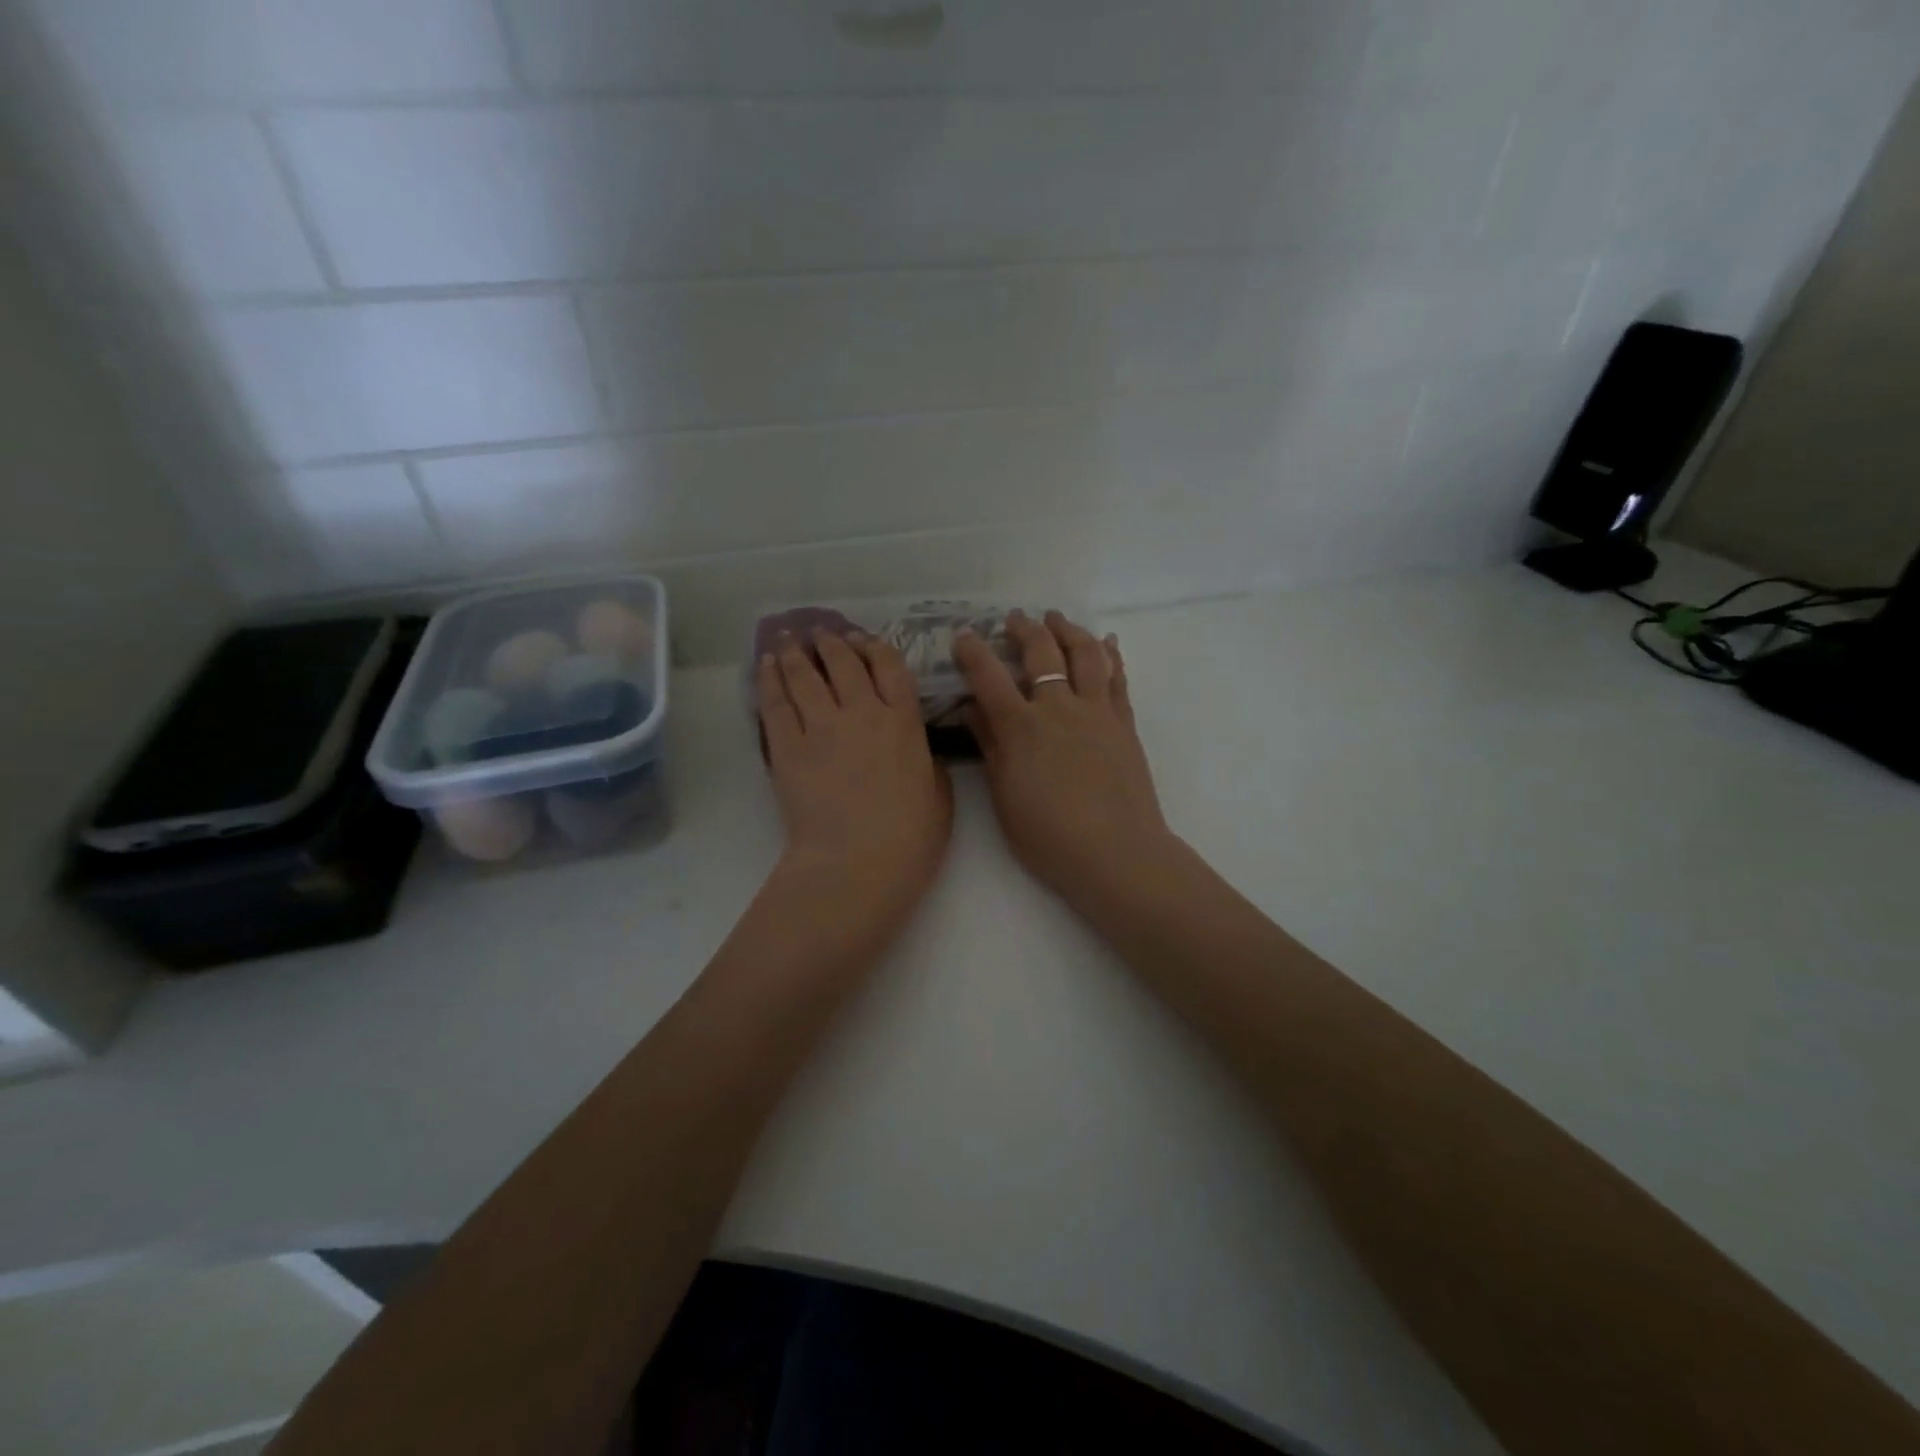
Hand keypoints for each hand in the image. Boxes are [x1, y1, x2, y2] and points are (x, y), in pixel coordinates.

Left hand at [758, 630, 951, 919]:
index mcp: (904, 722)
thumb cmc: (910, 837)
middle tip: (821, 633)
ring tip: (788, 638)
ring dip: (796, 652)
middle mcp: (863, 712)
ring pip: (805, 675)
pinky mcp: (788, 747)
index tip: (863, 641)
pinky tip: (766, 664)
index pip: (889, 667)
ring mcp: (822, 727)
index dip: (874, 648)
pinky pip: (776, 702)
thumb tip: (920, 749)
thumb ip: (928, 762)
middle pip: (843, 663)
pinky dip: (770, 679)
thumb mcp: (940, 795)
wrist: (858, 863)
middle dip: (831, 642)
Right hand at [954, 610, 1178, 913]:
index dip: (973, 652)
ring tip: (1057, 619)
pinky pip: (1118, 678)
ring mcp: (1097, 712)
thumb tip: (972, 710)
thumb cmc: (1049, 836)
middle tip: (1015, 618)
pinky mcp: (1124, 723)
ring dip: (1069, 630)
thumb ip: (990, 747)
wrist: (1116, 853)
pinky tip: (1107, 643)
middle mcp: (1059, 708)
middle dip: (1025, 629)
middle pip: (1042, 653)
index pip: (989, 677)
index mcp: (1022, 727)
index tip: (963, 635)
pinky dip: (1111, 655)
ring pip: (1086, 654)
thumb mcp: (1005, 796)